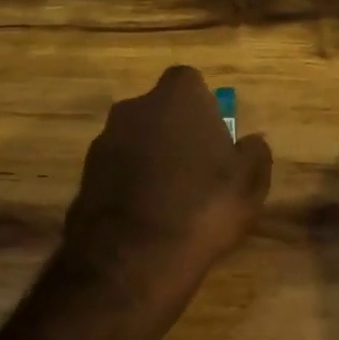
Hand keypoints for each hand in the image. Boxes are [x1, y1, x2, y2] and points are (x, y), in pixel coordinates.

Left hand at [62, 66, 271, 303]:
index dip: (203, 106)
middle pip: (159, 110)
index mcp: (177, 97)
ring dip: (151, 158)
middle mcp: (134, 108)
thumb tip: (250, 141)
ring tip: (172, 199)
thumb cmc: (203, 207)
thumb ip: (254, 152)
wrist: (132, 258)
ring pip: (135, 140)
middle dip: (175, 131)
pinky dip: (130, 184)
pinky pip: (116, 171)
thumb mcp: (250, 183)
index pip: (189, 81)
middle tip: (197, 168)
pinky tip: (146, 217)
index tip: (215, 136)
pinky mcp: (84, 176)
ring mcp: (104, 141)